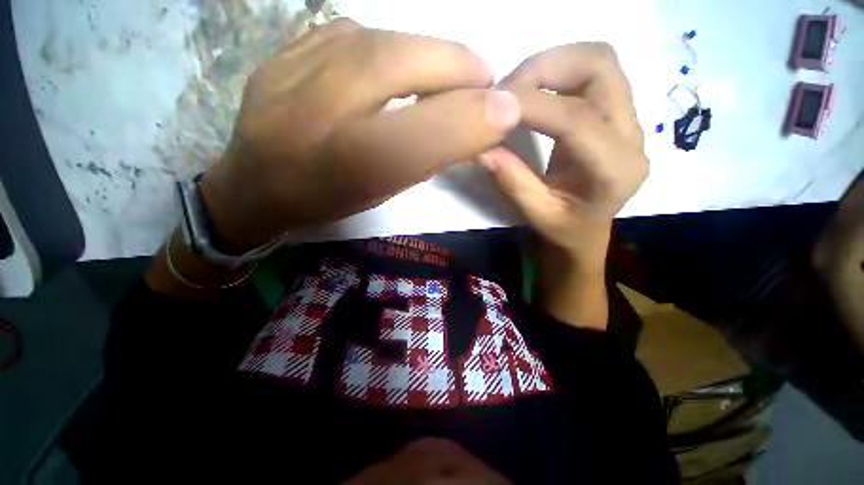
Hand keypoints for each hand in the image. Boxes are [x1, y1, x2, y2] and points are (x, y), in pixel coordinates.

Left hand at [200, 19, 521, 251]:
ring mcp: (302, 63)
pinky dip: (395, 48)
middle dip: (462, 70)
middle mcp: (326, 104)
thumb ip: (431, 157)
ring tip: (447, 79)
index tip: (507, 111)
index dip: (479, 115)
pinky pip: (363, 34)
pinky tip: (398, 69)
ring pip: (392, 40)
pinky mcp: (293, 45)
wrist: (255, 185)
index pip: (435, 128)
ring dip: (432, 57)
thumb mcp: (385, 191)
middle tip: (482, 85)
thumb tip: (483, 120)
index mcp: (356, 160)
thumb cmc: (328, 199)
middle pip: (414, 62)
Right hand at [483, 43, 646, 259]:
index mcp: (616, 170)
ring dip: (551, 64)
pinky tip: (532, 93)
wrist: (586, 230)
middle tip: (504, 92)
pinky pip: (591, 73)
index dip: (531, 104)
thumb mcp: (537, 216)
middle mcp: (633, 136)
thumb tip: (483, 150)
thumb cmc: (564, 230)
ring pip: (597, 60)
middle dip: (546, 67)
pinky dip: (556, 72)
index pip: (576, 118)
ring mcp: (628, 119)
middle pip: (600, 66)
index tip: (491, 105)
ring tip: (515, 90)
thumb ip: (513, 183)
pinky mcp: (615, 112)